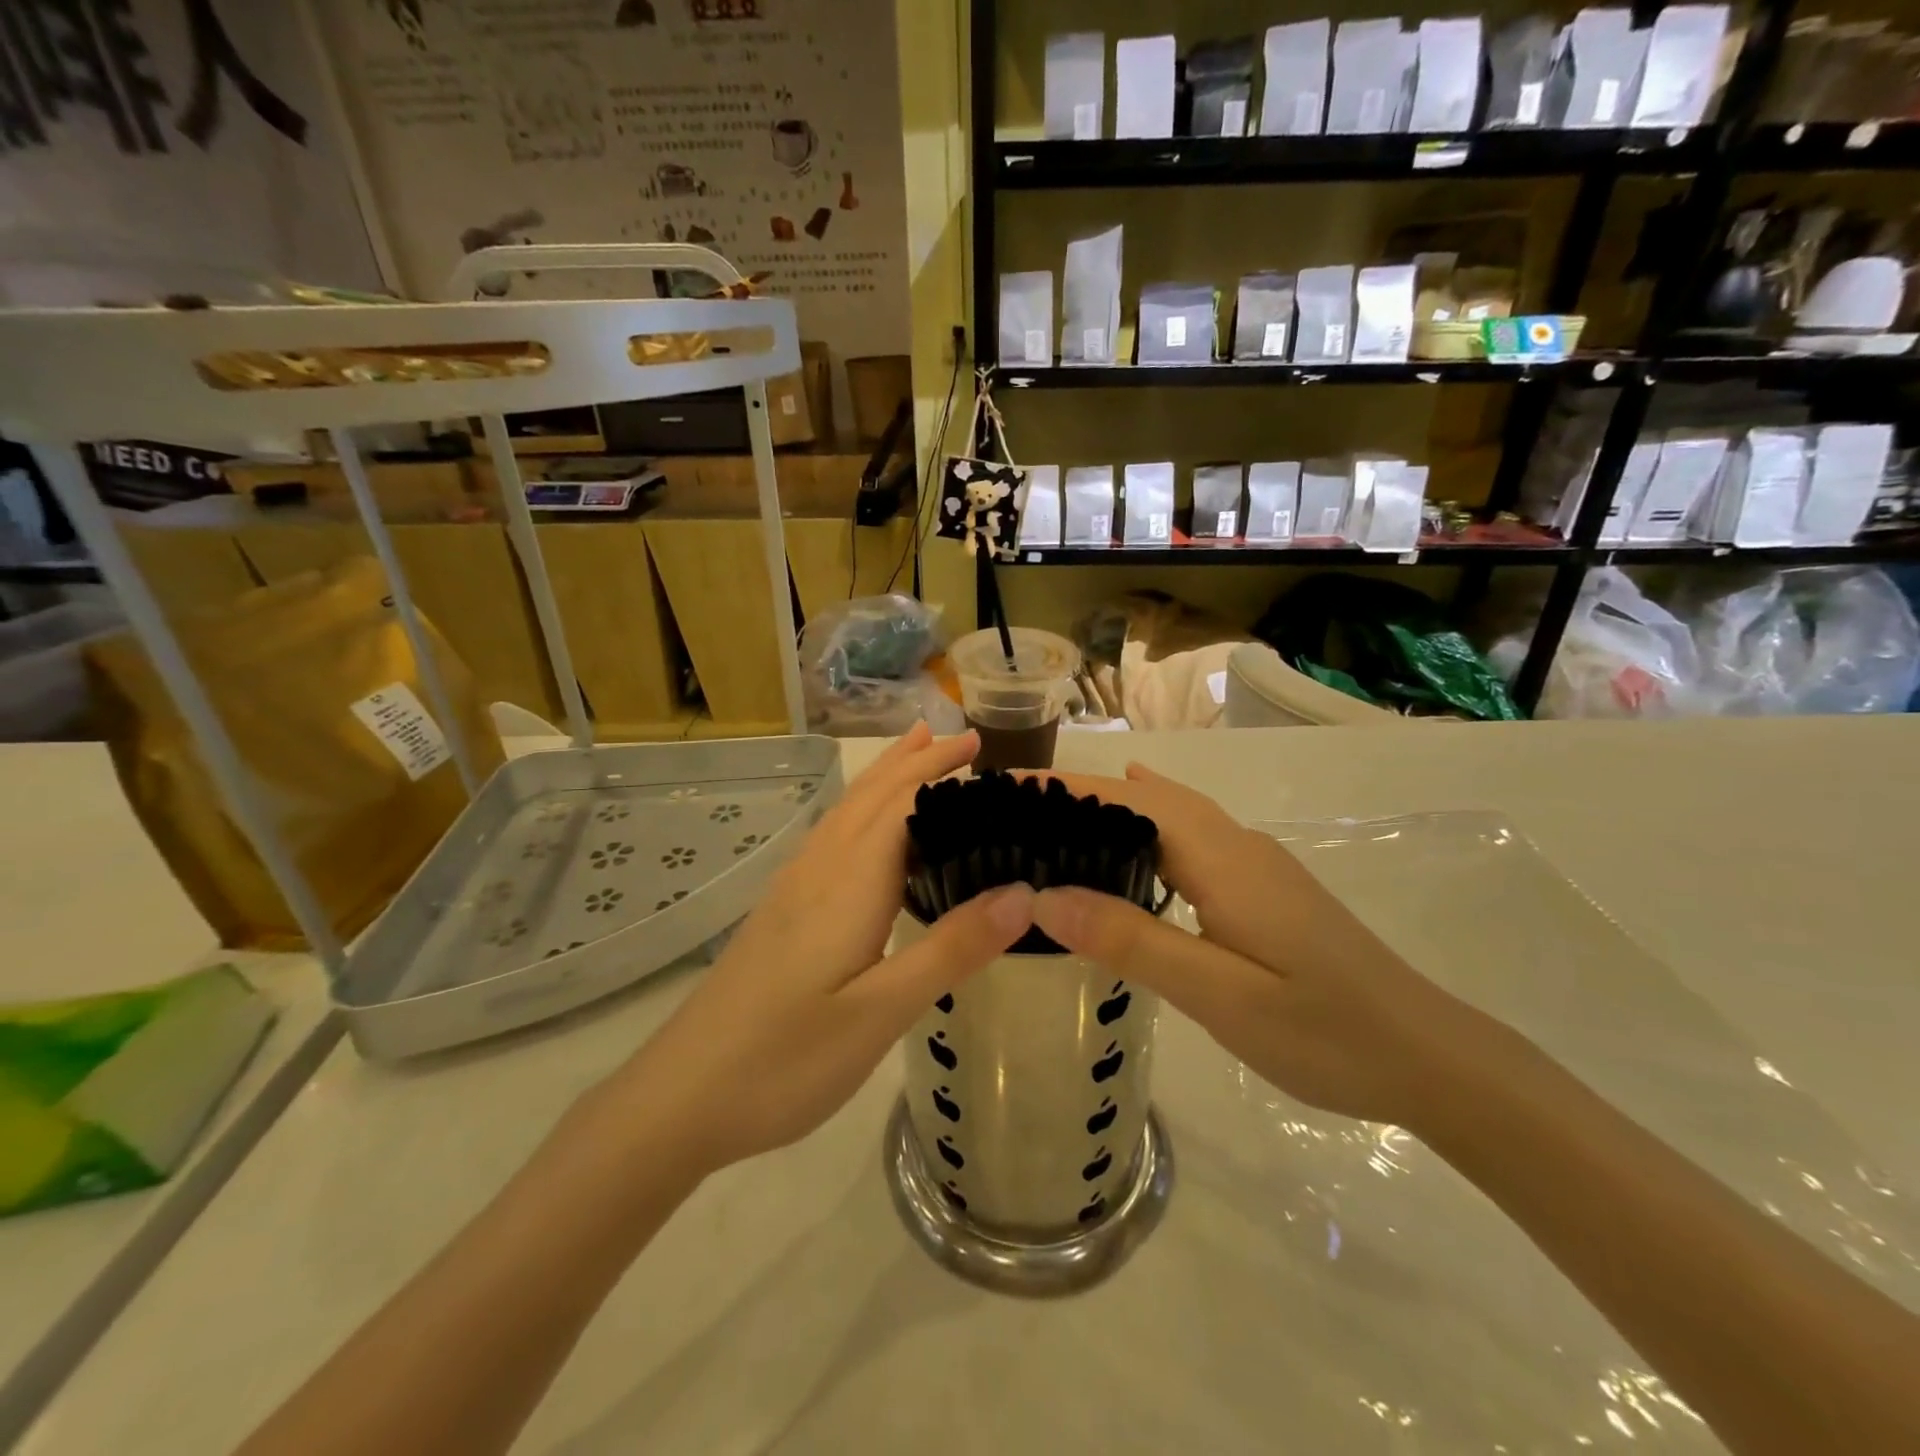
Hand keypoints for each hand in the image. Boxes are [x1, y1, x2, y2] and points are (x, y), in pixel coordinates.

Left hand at [594, 724, 1034, 1177]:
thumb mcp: (881, 1012)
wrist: (680, 1097)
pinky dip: (860, 812)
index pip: (901, 804)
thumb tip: (1023, 892)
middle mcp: (818, 872)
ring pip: (845, 814)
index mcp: (848, 884)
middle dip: (915, 761)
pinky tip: (862, 832)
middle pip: (870, 797)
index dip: (940, 770)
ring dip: (884, 779)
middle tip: (960, 739)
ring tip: (914, 754)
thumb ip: (951, 948)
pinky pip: (829, 839)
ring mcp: (792, 891)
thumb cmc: (786, 1059)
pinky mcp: (779, 915)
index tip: (982, 749)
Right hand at [1028, 764, 1482, 1125]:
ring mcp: (1253, 862)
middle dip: (1075, 792)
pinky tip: (1128, 834)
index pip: (1126, 800)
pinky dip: (1144, 825)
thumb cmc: (1324, 1031)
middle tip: (1009, 809)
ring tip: (1049, 817)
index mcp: (1221, 858)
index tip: (1002, 788)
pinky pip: (1188, 836)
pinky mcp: (1262, 886)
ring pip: (1169, 813)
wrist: (1429, 1056)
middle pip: (1144, 797)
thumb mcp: (1219, 994)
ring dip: (1109, 805)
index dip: (1062, 788)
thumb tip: (1044, 894)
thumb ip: (1132, 940)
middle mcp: (1235, 844)